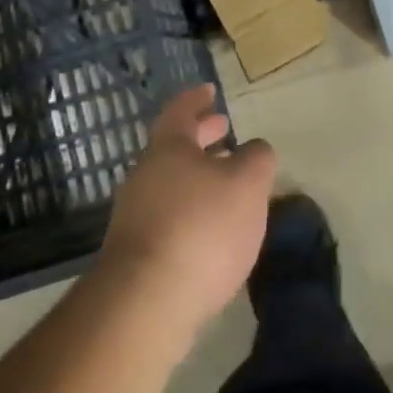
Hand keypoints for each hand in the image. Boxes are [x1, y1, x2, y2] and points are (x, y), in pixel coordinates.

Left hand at [99, 84, 276, 341]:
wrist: (147, 302)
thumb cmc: (201, 228)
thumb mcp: (247, 185)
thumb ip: (257, 160)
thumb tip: (255, 150)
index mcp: (169, 148)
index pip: (181, 110)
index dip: (197, 98)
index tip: (209, 90)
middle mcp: (145, 175)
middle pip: (174, 147)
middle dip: (201, 137)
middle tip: (223, 129)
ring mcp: (135, 215)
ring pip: (171, 182)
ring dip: (197, 176)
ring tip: (227, 184)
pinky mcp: (136, 254)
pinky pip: (168, 216)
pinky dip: (191, 210)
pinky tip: (211, 230)